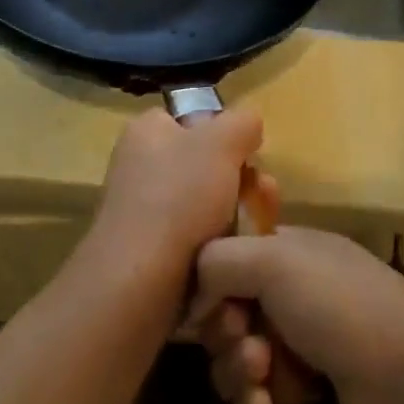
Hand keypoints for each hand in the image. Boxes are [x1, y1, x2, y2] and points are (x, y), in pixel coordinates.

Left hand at [90, 106, 263, 279]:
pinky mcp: (148, 253)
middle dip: (240, 181)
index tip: (248, 156)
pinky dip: (217, 246)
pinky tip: (234, 256)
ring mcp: (141, 211)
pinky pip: (194, 241)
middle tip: (264, 196)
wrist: (138, 283)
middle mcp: (138, 166)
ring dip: (236, 215)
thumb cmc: (179, 198)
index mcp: (147, 131)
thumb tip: (248, 127)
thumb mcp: (222, 142)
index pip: (191, 119)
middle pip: (204, 165)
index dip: (224, 134)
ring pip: (204, 205)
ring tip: (258, 230)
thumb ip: (242, 123)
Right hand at [185, 227, 403, 403]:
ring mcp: (301, 351)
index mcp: (292, 252)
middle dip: (225, 335)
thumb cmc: (340, 308)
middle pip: (228, 313)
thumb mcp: (275, 261)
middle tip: (245, 345)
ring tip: (261, 384)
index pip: (232, 257)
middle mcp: (294, 296)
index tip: (206, 303)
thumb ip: (219, 260)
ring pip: (237, 362)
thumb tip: (193, 288)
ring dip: (237, 375)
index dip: (212, 281)